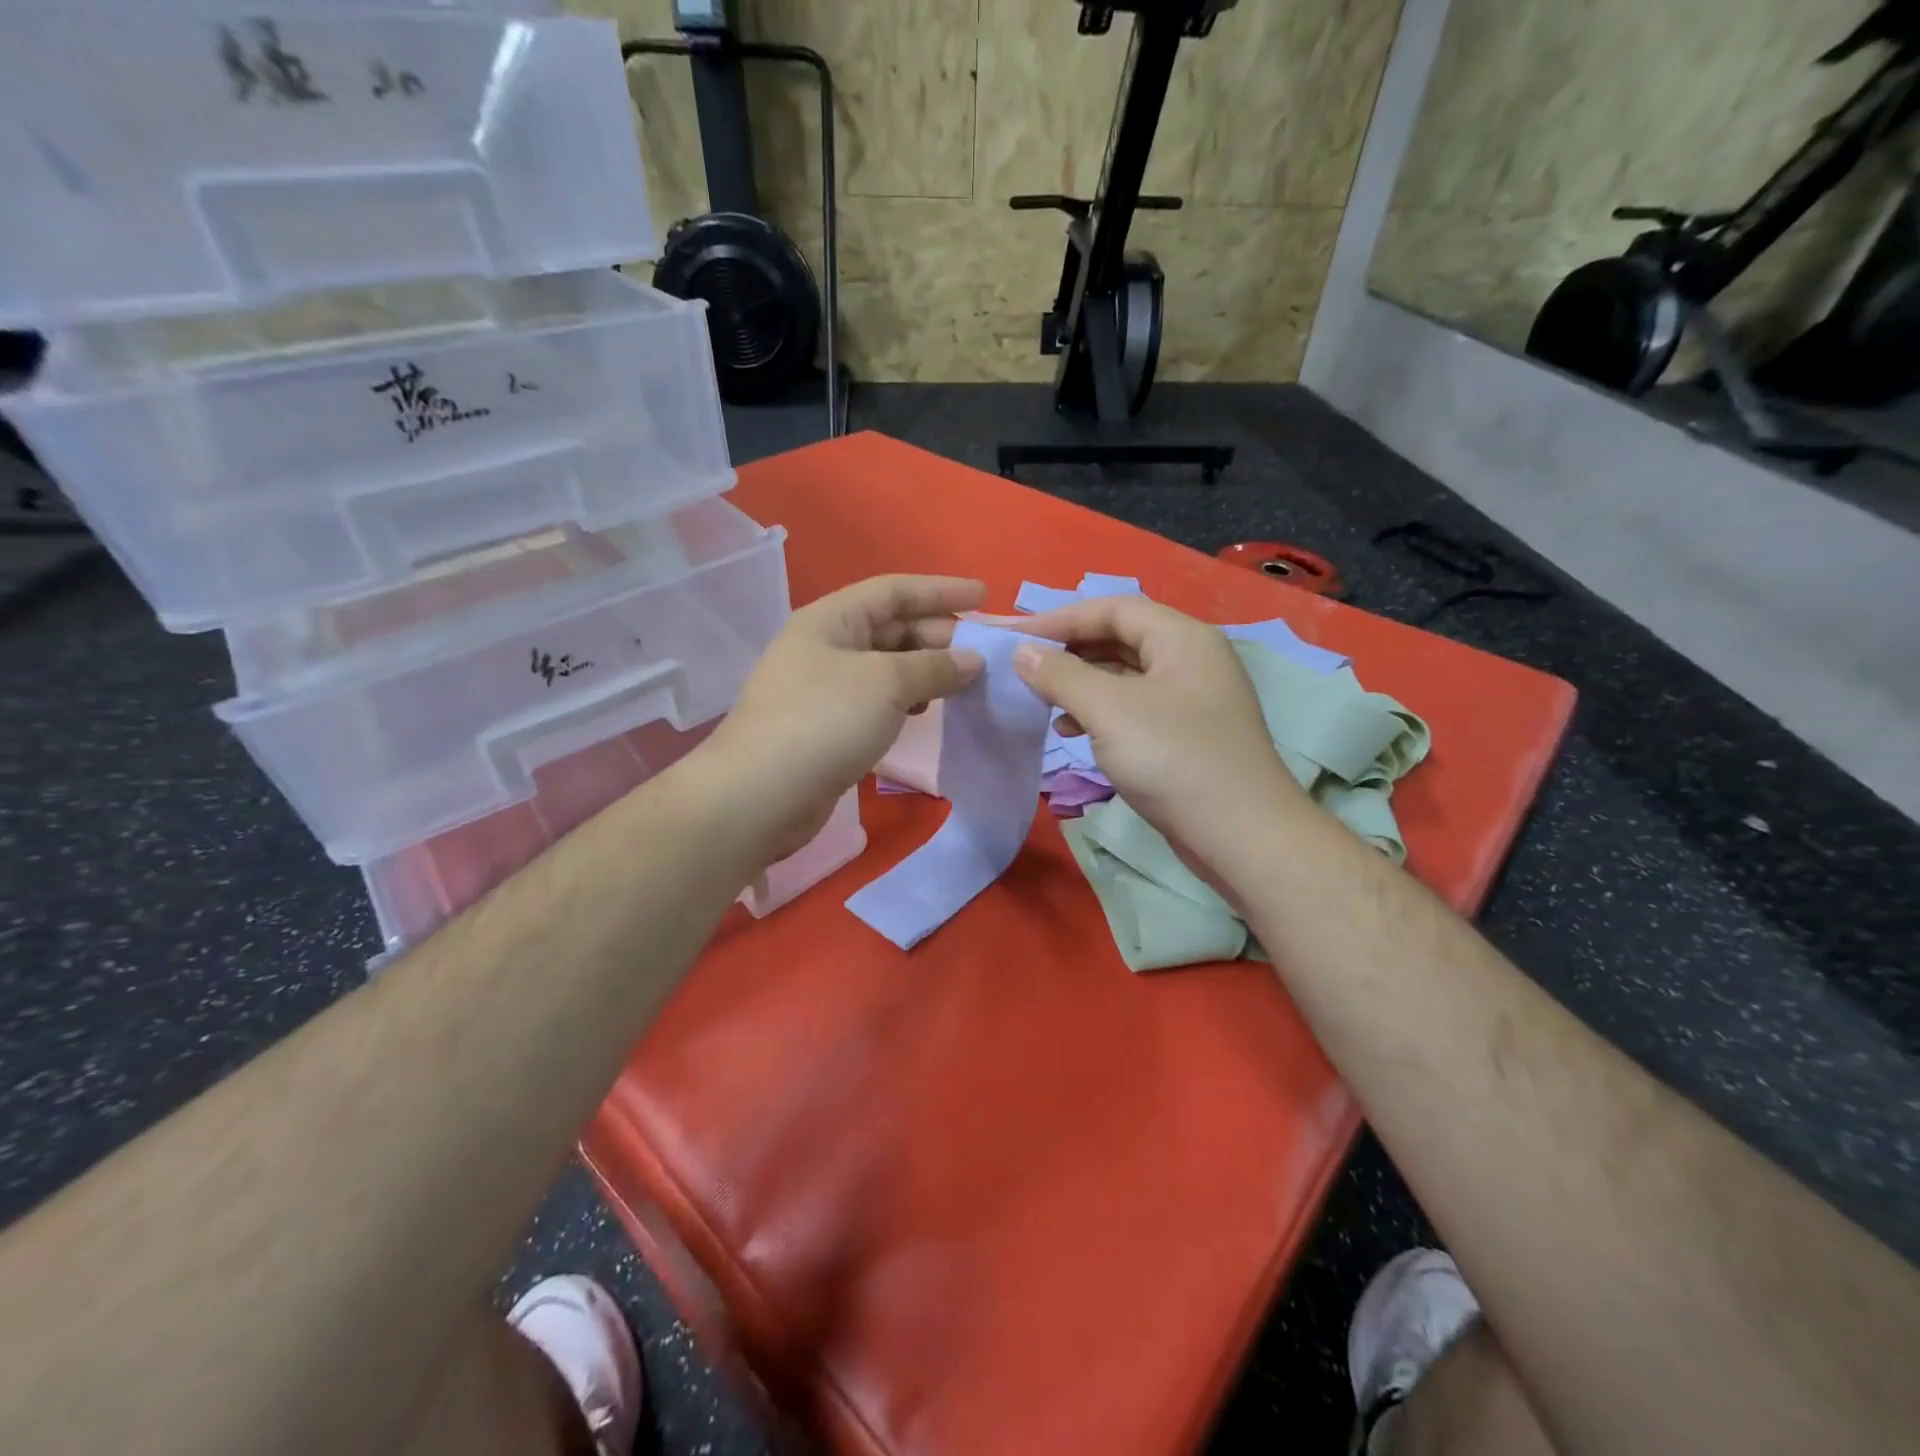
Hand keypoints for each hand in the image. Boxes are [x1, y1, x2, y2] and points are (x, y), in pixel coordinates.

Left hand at [700, 575, 985, 860]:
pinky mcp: (826, 727)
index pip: (894, 590)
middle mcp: (825, 646)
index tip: (985, 598)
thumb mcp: (886, 683)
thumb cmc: (824, 721)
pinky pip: (877, 700)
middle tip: (984, 652)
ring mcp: (823, 688)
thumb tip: (972, 660)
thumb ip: (934, 667)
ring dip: (926, 670)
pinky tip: (927, 711)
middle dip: (938, 635)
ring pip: (885, 667)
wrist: (759, 796)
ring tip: (965, 682)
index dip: (941, 591)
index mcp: (831, 619)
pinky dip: (906, 700)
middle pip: (891, 627)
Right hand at [1010, 595, 1307, 878]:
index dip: (1060, 618)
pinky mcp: (1185, 735)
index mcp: (1182, 637)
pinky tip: (1072, 732)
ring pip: (1124, 676)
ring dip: (1080, 684)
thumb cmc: (1173, 758)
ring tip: (1042, 702)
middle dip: (1069, 651)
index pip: (1112, 608)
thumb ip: (1060, 674)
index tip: (1014, 637)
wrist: (1240, 835)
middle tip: (1023, 667)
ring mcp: (1190, 699)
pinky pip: (1133, 708)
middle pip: (1119, 639)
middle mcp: (1190, 659)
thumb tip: (1023, 652)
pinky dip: (1099, 713)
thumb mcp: (1108, 709)